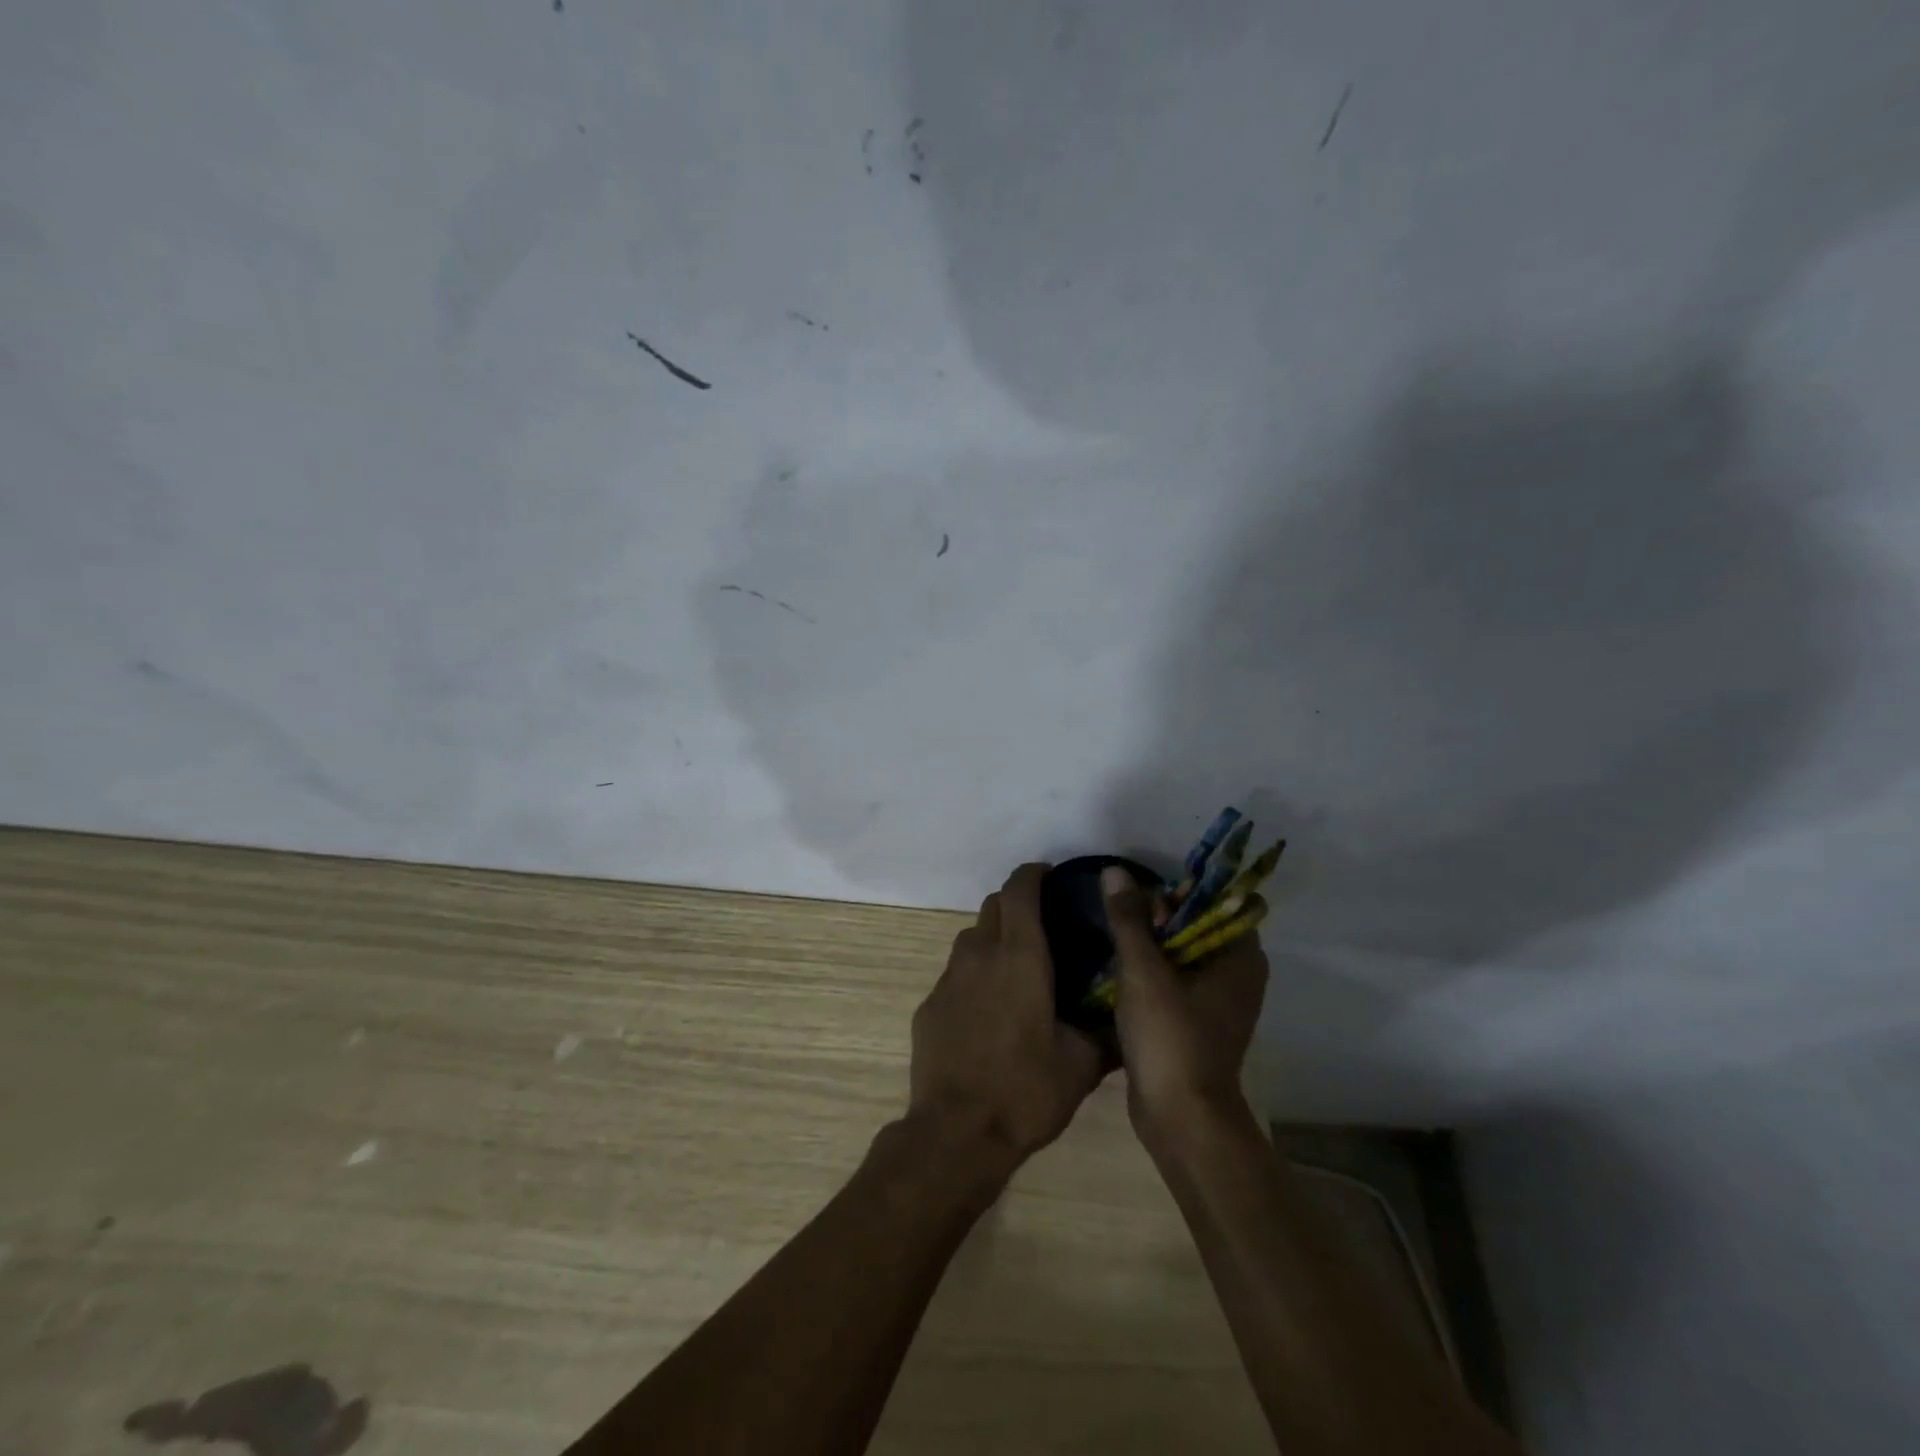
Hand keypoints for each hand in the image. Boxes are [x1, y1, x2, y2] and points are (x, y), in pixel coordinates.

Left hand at [910, 864, 1105, 1165]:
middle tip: (1043, 925)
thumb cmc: (1026, 1090)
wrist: (956, 1132)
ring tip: (1018, 967)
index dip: (1034, 874)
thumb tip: (1124, 1019)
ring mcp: (948, 978)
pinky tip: (989, 1009)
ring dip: (994, 938)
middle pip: (993, 905)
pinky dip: (975, 975)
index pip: (1020, 889)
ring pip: (971, 937)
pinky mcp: (929, 1004)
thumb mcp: (1082, 1064)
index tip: (1052, 877)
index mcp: (1019, 956)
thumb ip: (1105, 1032)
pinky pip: (956, 973)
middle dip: (1016, 903)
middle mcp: (979, 954)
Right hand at [1100, 866, 1268, 1144]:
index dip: (1184, 893)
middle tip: (1127, 923)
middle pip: (1199, 925)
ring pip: (1185, 954)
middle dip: (1162, 918)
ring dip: (1153, 944)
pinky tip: (1122, 972)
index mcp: (1240, 957)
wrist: (1180, 1118)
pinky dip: (1154, 972)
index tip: (1149, 900)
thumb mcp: (1143, 971)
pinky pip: (1177, 980)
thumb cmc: (1170, 1036)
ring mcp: (1220, 1002)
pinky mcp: (1199, 1023)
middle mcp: (1238, 975)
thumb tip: (1115, 871)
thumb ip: (1129, 919)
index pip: (1219, 902)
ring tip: (1118, 941)